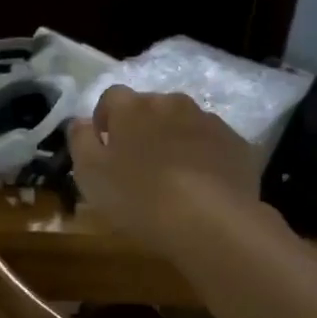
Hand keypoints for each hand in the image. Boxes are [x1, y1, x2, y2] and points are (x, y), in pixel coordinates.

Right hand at [68, 86, 262, 253]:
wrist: (211, 220)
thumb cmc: (140, 196)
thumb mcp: (90, 175)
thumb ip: (80, 141)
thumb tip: (80, 121)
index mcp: (132, 107)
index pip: (111, 97)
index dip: (105, 119)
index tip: (104, 145)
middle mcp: (172, 103)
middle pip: (151, 108)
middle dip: (142, 128)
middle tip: (137, 164)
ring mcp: (208, 121)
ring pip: (184, 123)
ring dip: (174, 140)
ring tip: (172, 176)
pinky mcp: (237, 144)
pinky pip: (212, 144)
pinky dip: (203, 156)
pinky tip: (201, 186)